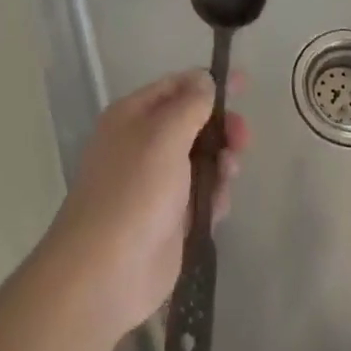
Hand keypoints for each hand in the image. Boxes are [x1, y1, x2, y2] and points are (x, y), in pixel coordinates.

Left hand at [45, 71, 250, 341]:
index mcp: (132, 116)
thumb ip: (190, 105)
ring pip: (202, 160)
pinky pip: (202, 196)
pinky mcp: (171, 219)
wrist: (106, 270)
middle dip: (220, 126)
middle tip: (242, 138)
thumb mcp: (163, 136)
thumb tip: (204, 79)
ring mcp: (157, 183)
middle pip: (193, 123)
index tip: (243, 83)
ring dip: (221, 162)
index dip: (207, 83)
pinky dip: (215, 195)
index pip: (174, 86)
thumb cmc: (134, 191)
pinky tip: (218, 206)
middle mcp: (143, 144)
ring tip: (229, 174)